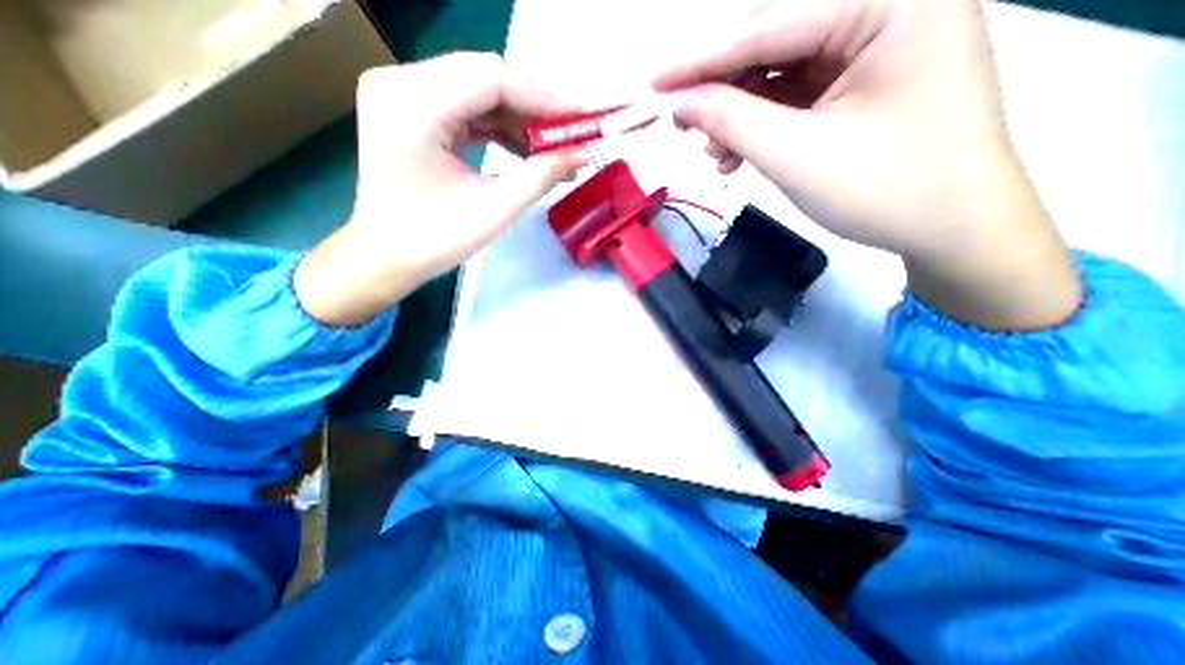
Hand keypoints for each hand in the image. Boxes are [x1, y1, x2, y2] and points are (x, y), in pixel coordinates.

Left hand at [293, 51, 584, 325]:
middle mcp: (402, 83)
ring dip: (521, 119)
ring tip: (555, 148)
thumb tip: (583, 154)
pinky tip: (528, 149)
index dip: (543, 99)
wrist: (385, 257)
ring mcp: (404, 94)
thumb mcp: (493, 210)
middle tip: (573, 135)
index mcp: (413, 104)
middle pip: (486, 78)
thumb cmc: (433, 240)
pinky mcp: (413, 111)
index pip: (491, 79)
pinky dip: (501, 127)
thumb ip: (540, 176)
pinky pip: (468, 108)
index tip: (582, 122)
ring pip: (480, 91)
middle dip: (536, 108)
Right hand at [657, 0, 1080, 330]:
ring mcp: (879, 46)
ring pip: (782, 71)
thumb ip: (731, 120)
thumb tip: (681, 102)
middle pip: (776, 41)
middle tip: (683, 125)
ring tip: (715, 153)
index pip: (771, 25)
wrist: (953, 230)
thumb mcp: (795, 154)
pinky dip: (763, 123)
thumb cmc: (883, 190)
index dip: (703, 60)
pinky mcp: (866, 82)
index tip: (654, 82)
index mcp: (893, 0)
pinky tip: (740, 154)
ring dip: (740, 113)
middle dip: (723, 89)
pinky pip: (798, 93)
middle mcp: (890, 6)